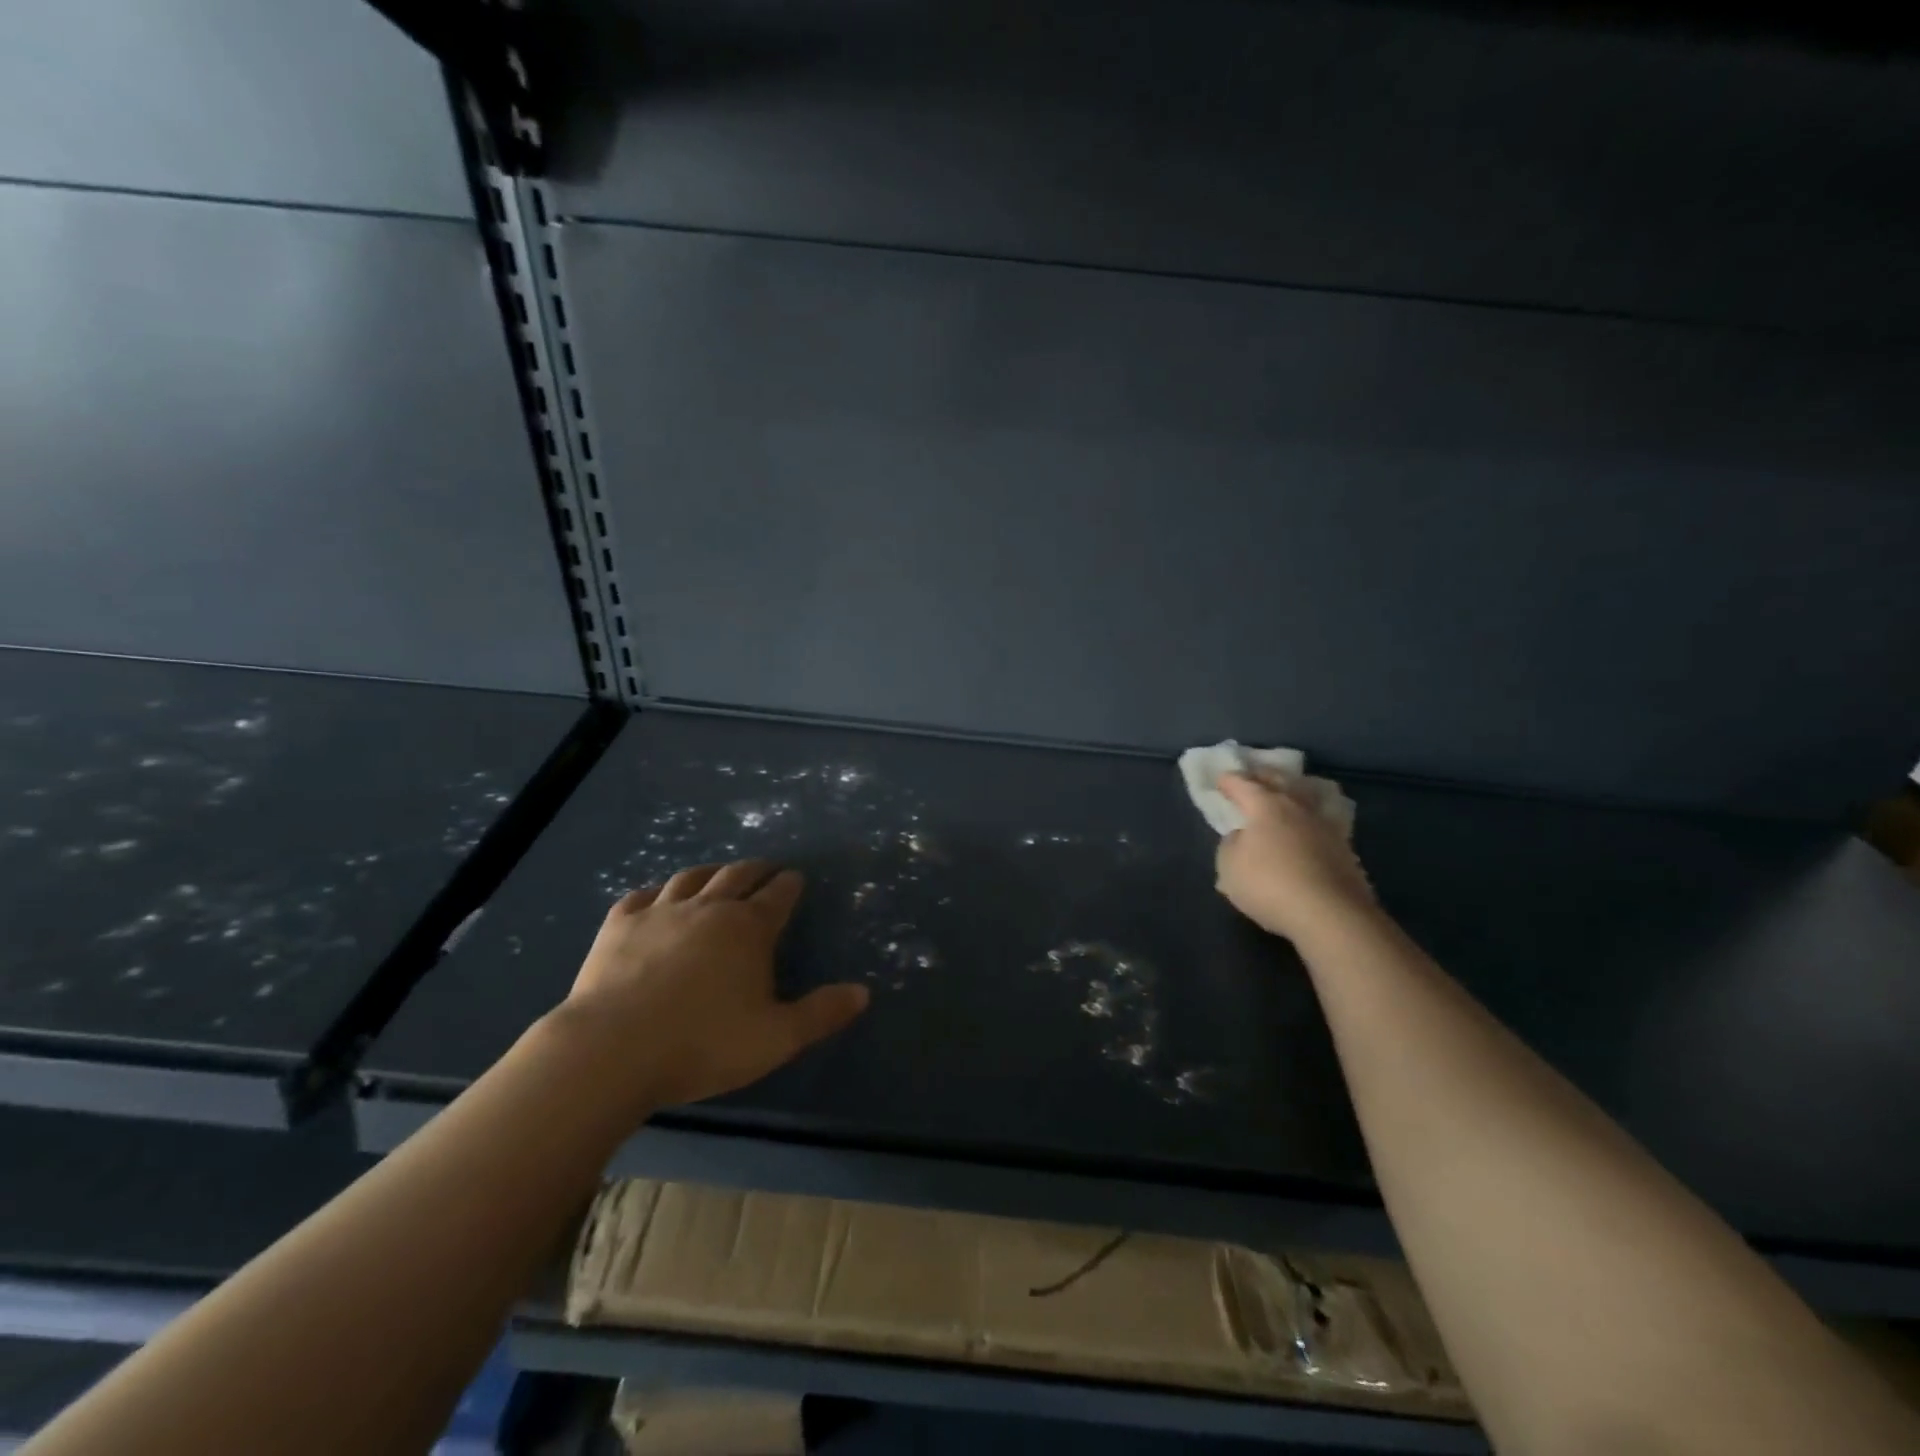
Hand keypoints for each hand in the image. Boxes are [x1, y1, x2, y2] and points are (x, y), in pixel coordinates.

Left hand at [555, 860, 868, 1109]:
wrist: (611, 1051)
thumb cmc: (702, 1045)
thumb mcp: (776, 1038)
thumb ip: (821, 1014)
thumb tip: (863, 992)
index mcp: (749, 929)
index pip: (778, 896)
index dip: (790, 885)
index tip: (795, 878)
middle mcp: (709, 908)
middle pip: (737, 876)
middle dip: (756, 869)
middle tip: (765, 868)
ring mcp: (660, 912)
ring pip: (691, 878)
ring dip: (711, 872)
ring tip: (718, 873)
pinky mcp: (619, 925)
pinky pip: (641, 895)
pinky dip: (656, 891)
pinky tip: (657, 896)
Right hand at [1214, 773, 1375, 943]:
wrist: (1331, 914)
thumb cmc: (1269, 885)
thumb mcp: (1229, 867)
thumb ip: (1231, 845)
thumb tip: (1242, 836)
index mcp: (1265, 806)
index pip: (1243, 785)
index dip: (1229, 781)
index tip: (1220, 779)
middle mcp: (1297, 807)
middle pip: (1280, 781)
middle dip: (1264, 775)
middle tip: (1253, 774)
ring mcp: (1326, 826)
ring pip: (1308, 797)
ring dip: (1295, 790)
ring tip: (1289, 791)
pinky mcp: (1345, 848)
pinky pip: (1325, 821)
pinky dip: (1313, 817)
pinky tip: (1311, 824)